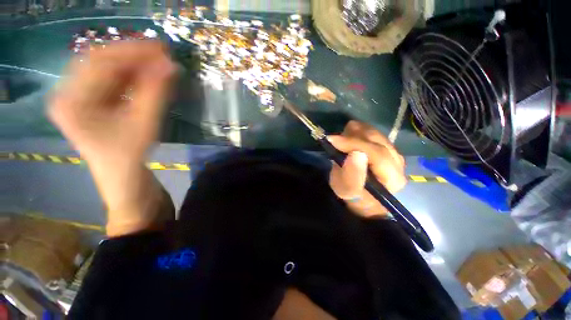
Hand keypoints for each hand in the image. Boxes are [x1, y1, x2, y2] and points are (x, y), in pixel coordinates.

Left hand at [48, 41, 175, 235]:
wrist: (123, 177)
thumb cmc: (129, 156)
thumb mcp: (144, 124)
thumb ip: (156, 93)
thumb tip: (171, 66)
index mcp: (71, 101)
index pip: (99, 62)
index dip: (132, 52)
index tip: (161, 48)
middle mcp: (68, 93)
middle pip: (100, 62)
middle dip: (133, 55)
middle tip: (162, 53)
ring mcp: (79, 97)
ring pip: (107, 70)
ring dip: (134, 64)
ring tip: (158, 63)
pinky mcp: (91, 102)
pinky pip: (111, 81)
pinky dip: (132, 75)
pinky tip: (148, 75)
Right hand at [328, 120, 405, 217]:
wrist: (363, 198)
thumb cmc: (354, 196)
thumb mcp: (347, 190)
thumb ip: (351, 174)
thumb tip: (355, 153)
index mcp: (392, 177)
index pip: (376, 153)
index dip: (354, 143)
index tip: (332, 140)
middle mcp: (398, 163)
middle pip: (377, 140)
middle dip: (353, 137)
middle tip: (335, 140)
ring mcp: (394, 153)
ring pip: (375, 133)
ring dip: (355, 133)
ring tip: (341, 140)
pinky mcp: (387, 148)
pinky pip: (373, 133)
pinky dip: (359, 133)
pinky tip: (350, 138)